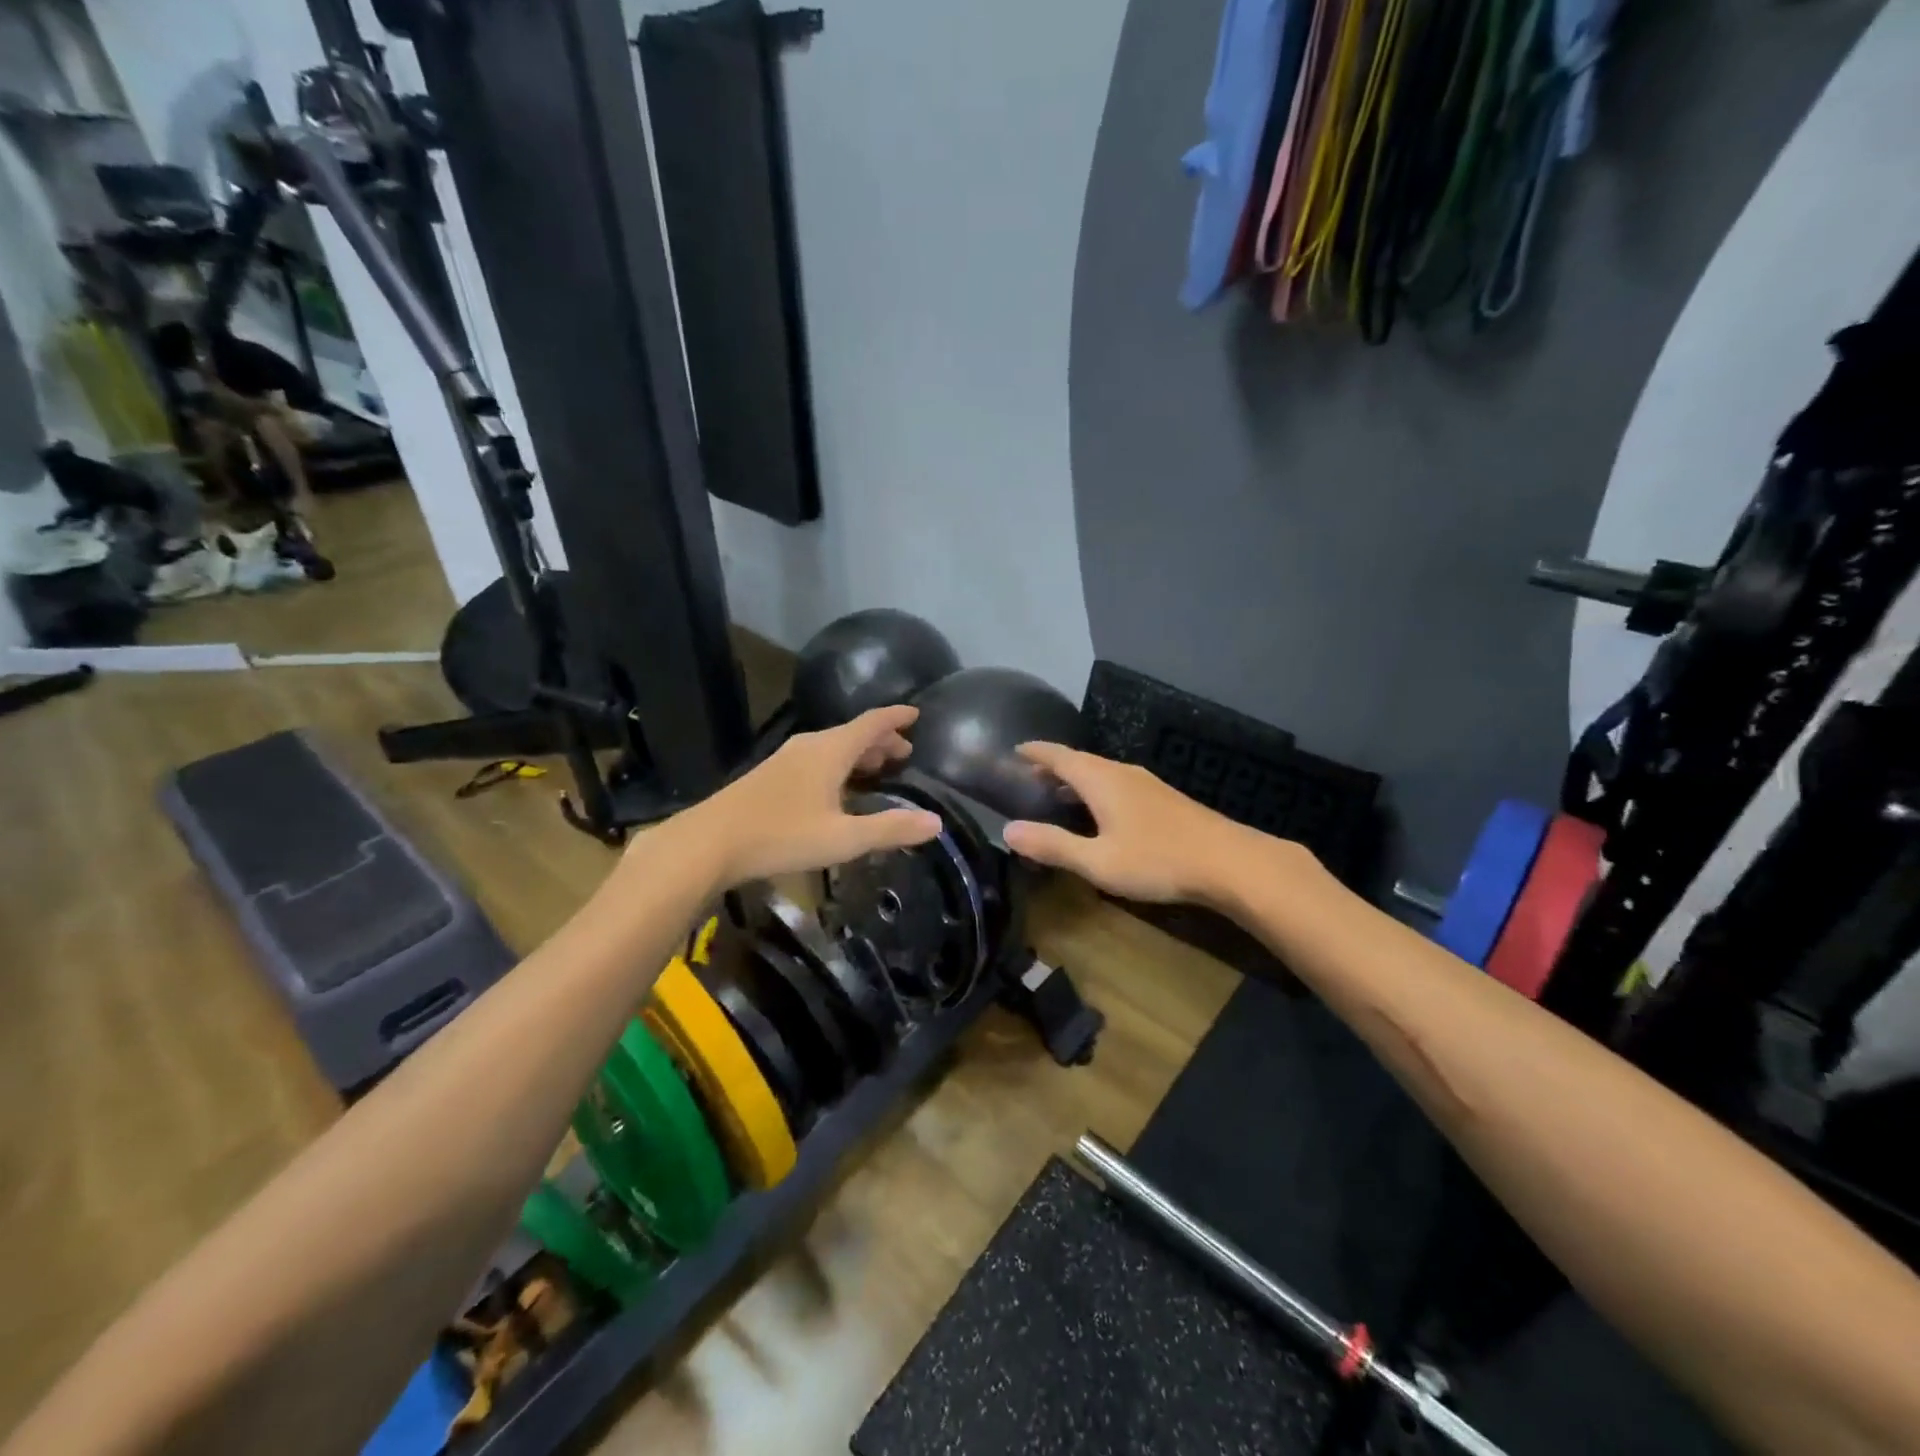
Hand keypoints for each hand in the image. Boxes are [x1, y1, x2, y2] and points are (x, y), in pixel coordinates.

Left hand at [674, 705, 942, 886]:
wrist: (710, 842)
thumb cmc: (782, 835)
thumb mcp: (844, 838)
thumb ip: (891, 829)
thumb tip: (936, 823)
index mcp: (831, 750)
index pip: (872, 722)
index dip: (896, 717)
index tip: (916, 713)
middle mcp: (810, 746)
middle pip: (853, 734)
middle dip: (881, 741)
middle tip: (904, 754)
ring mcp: (786, 759)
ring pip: (832, 747)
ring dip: (858, 754)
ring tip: (877, 770)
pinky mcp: (770, 776)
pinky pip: (816, 759)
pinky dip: (838, 765)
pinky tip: (836, 790)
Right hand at [1001, 743, 1248, 903]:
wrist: (1228, 862)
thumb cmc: (1157, 860)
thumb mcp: (1097, 861)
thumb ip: (1053, 845)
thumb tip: (1008, 830)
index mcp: (1101, 780)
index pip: (1059, 756)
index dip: (1035, 752)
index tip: (1015, 750)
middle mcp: (1122, 773)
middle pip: (1080, 761)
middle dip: (1054, 765)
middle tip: (1030, 776)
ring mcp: (1147, 784)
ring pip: (1101, 773)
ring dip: (1077, 779)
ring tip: (1059, 794)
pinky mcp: (1164, 799)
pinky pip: (1118, 784)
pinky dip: (1098, 789)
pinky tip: (1102, 812)